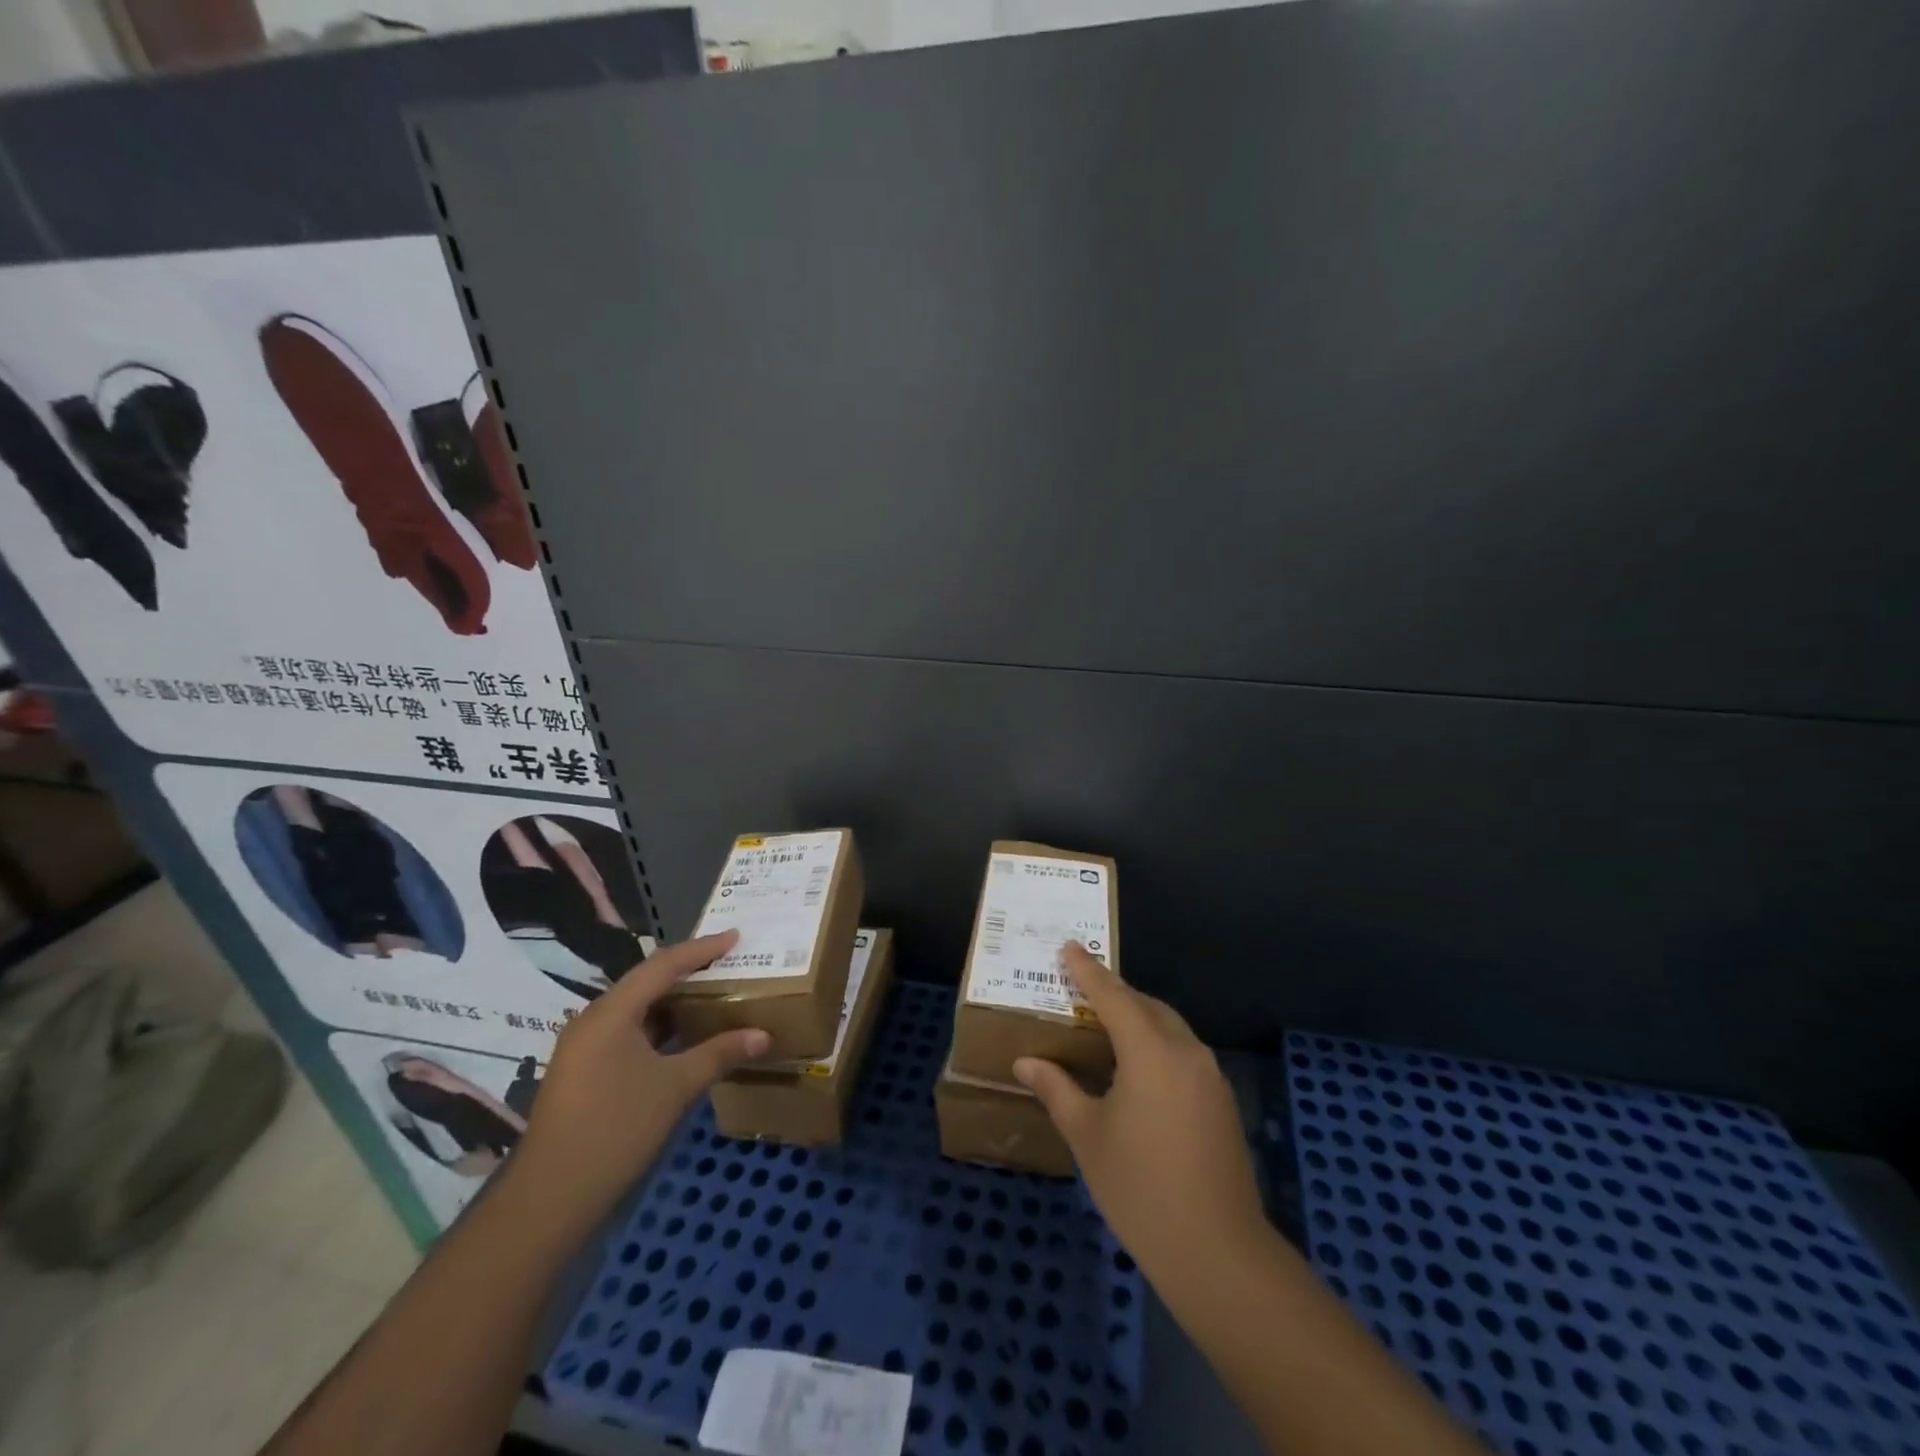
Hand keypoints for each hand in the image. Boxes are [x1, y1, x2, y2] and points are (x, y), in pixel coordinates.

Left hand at [510, 930, 768, 1228]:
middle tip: (728, 963)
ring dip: (674, 1002)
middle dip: (688, 971)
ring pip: (637, 1009)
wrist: (550, 1198)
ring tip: (713, 994)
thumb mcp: (675, 1087)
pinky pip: (628, 1032)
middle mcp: (593, 1020)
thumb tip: (763, 1035)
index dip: (701, 949)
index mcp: (611, 1013)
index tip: (735, 936)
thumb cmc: (616, 1129)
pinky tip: (684, 1037)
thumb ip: (719, 1053)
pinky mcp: (584, 1070)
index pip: (662, 965)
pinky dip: (659, 1027)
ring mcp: (584, 1047)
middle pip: (647, 982)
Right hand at [1014, 943, 1266, 1282]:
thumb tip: (1026, 1062)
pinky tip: (1136, 1067)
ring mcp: (1209, 1076)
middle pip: (1146, 1005)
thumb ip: (1057, 1089)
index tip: (1069, 946)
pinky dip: (1156, 1043)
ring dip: (1137, 1017)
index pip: (1113, 995)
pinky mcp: (1220, 1100)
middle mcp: (1185, 1051)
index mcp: (1150, 1051)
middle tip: (1081, 989)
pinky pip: (1182, 1051)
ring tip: (1104, 1025)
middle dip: (1114, 992)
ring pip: (1168, 1027)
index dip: (1088, 970)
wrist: (1218, 1252)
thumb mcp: (1088, 1136)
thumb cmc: (1140, 1189)